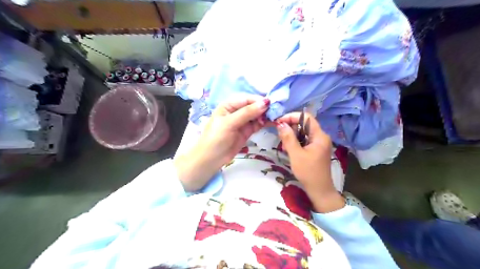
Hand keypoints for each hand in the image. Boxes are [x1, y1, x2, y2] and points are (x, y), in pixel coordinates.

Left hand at [174, 97, 269, 190]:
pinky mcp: (247, 131)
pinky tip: (272, 123)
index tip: (271, 104)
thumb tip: (265, 103)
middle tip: (276, 112)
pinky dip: (265, 123)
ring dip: (266, 116)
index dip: (258, 100)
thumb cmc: (216, 138)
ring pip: (257, 115)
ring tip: (276, 118)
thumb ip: (247, 113)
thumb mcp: (229, 123)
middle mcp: (236, 111)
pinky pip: (258, 124)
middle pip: (253, 106)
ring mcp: (242, 121)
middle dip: (264, 108)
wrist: (211, 159)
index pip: (246, 99)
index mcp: (229, 105)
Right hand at [273, 113, 344, 212]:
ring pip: (303, 132)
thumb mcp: (295, 154)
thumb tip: (280, 124)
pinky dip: (296, 142)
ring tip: (284, 146)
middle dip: (290, 128)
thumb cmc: (308, 172)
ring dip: (292, 136)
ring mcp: (319, 143)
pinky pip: (304, 140)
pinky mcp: (316, 149)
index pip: (306, 117)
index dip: (292, 116)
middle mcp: (321, 136)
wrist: (319, 190)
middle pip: (304, 124)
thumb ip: (288, 138)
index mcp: (319, 136)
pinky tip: (290, 150)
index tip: (279, 122)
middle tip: (280, 136)